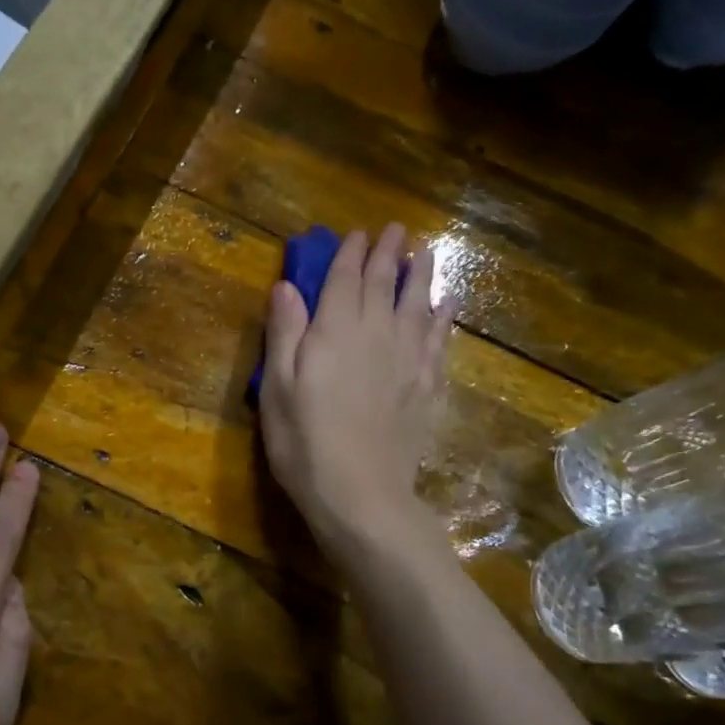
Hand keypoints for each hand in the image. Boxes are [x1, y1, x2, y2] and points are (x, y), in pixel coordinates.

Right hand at [259, 225, 455, 555]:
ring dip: (422, 276)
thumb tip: (286, 286)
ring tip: (428, 253)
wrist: (361, 493)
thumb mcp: (277, 388)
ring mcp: (407, 360)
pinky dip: (444, 317)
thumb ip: (284, 333)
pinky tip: (448, 304)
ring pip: (418, 305)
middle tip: (398, 230)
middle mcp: (376, 334)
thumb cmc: (305, 443)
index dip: (351, 254)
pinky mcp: (426, 387)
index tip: (359, 233)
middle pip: (386, 284)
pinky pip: (439, 340)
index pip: (345, 280)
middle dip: (390, 254)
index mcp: (334, 331)